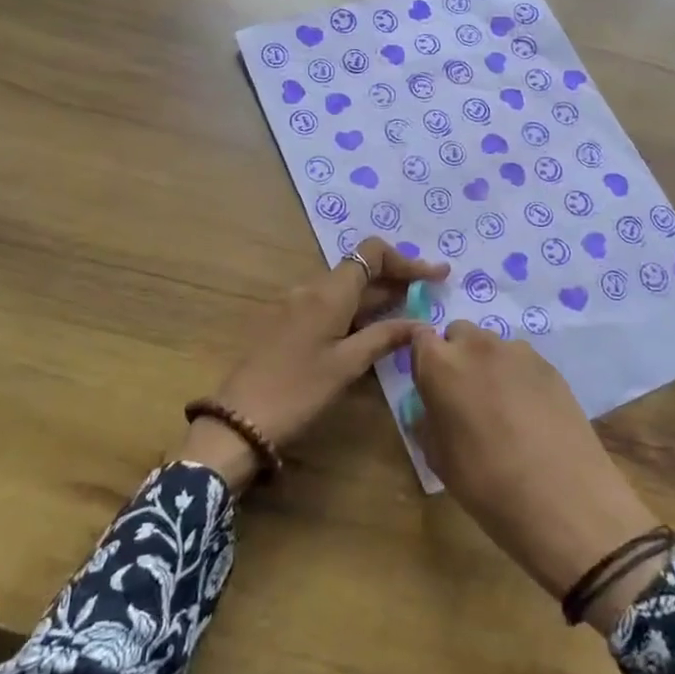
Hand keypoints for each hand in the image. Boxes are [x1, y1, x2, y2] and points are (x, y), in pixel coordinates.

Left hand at [179, 238, 450, 489]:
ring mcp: (296, 305)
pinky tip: (374, 329)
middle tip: (432, 292)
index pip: (372, 253)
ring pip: (345, 289)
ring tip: (410, 310)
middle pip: (360, 269)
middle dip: (397, 277)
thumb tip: (419, 322)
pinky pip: (330, 305)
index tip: (435, 275)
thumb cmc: (297, 391)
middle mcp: (311, 289)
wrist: (239, 420)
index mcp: (328, 292)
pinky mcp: (288, 323)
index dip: (406, 260)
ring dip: (378, 295)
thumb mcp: (347, 366)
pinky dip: (357, 310)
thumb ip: (384, 337)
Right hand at [411, 322, 663, 629]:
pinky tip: (529, 414)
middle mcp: (477, 346)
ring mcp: (518, 352)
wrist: (564, 499)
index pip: (419, 338)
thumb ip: (429, 421)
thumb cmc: (487, 484)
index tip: (428, 383)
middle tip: (463, 397)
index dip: (423, 358)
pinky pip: (521, 361)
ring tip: (500, 407)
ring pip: (492, 345)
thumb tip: (432, 409)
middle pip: (458, 334)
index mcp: (440, 365)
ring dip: (488, 365)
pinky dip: (517, 377)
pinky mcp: (550, 365)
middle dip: (456, 356)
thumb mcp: (440, 459)